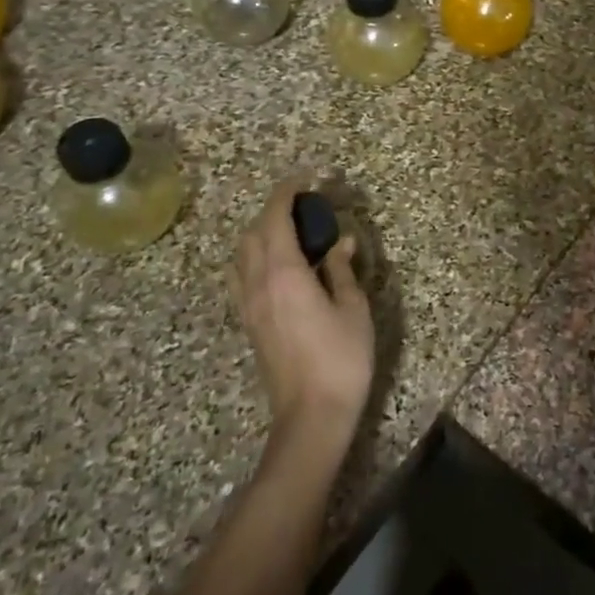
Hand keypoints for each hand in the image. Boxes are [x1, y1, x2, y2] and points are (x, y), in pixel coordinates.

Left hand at [234, 177, 374, 449]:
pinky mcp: (249, 324)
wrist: (311, 415)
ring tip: (291, 232)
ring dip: (260, 233)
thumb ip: (342, 270)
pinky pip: (242, 276)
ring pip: (242, 254)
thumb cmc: (341, 358)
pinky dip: (256, 257)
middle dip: (273, 210)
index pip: (275, 219)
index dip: (287, 193)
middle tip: (304, 204)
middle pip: (253, 233)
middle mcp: (257, 283)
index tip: (306, 179)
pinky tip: (280, 266)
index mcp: (284, 273)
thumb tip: (340, 242)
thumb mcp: (353, 309)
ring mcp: (248, 305)